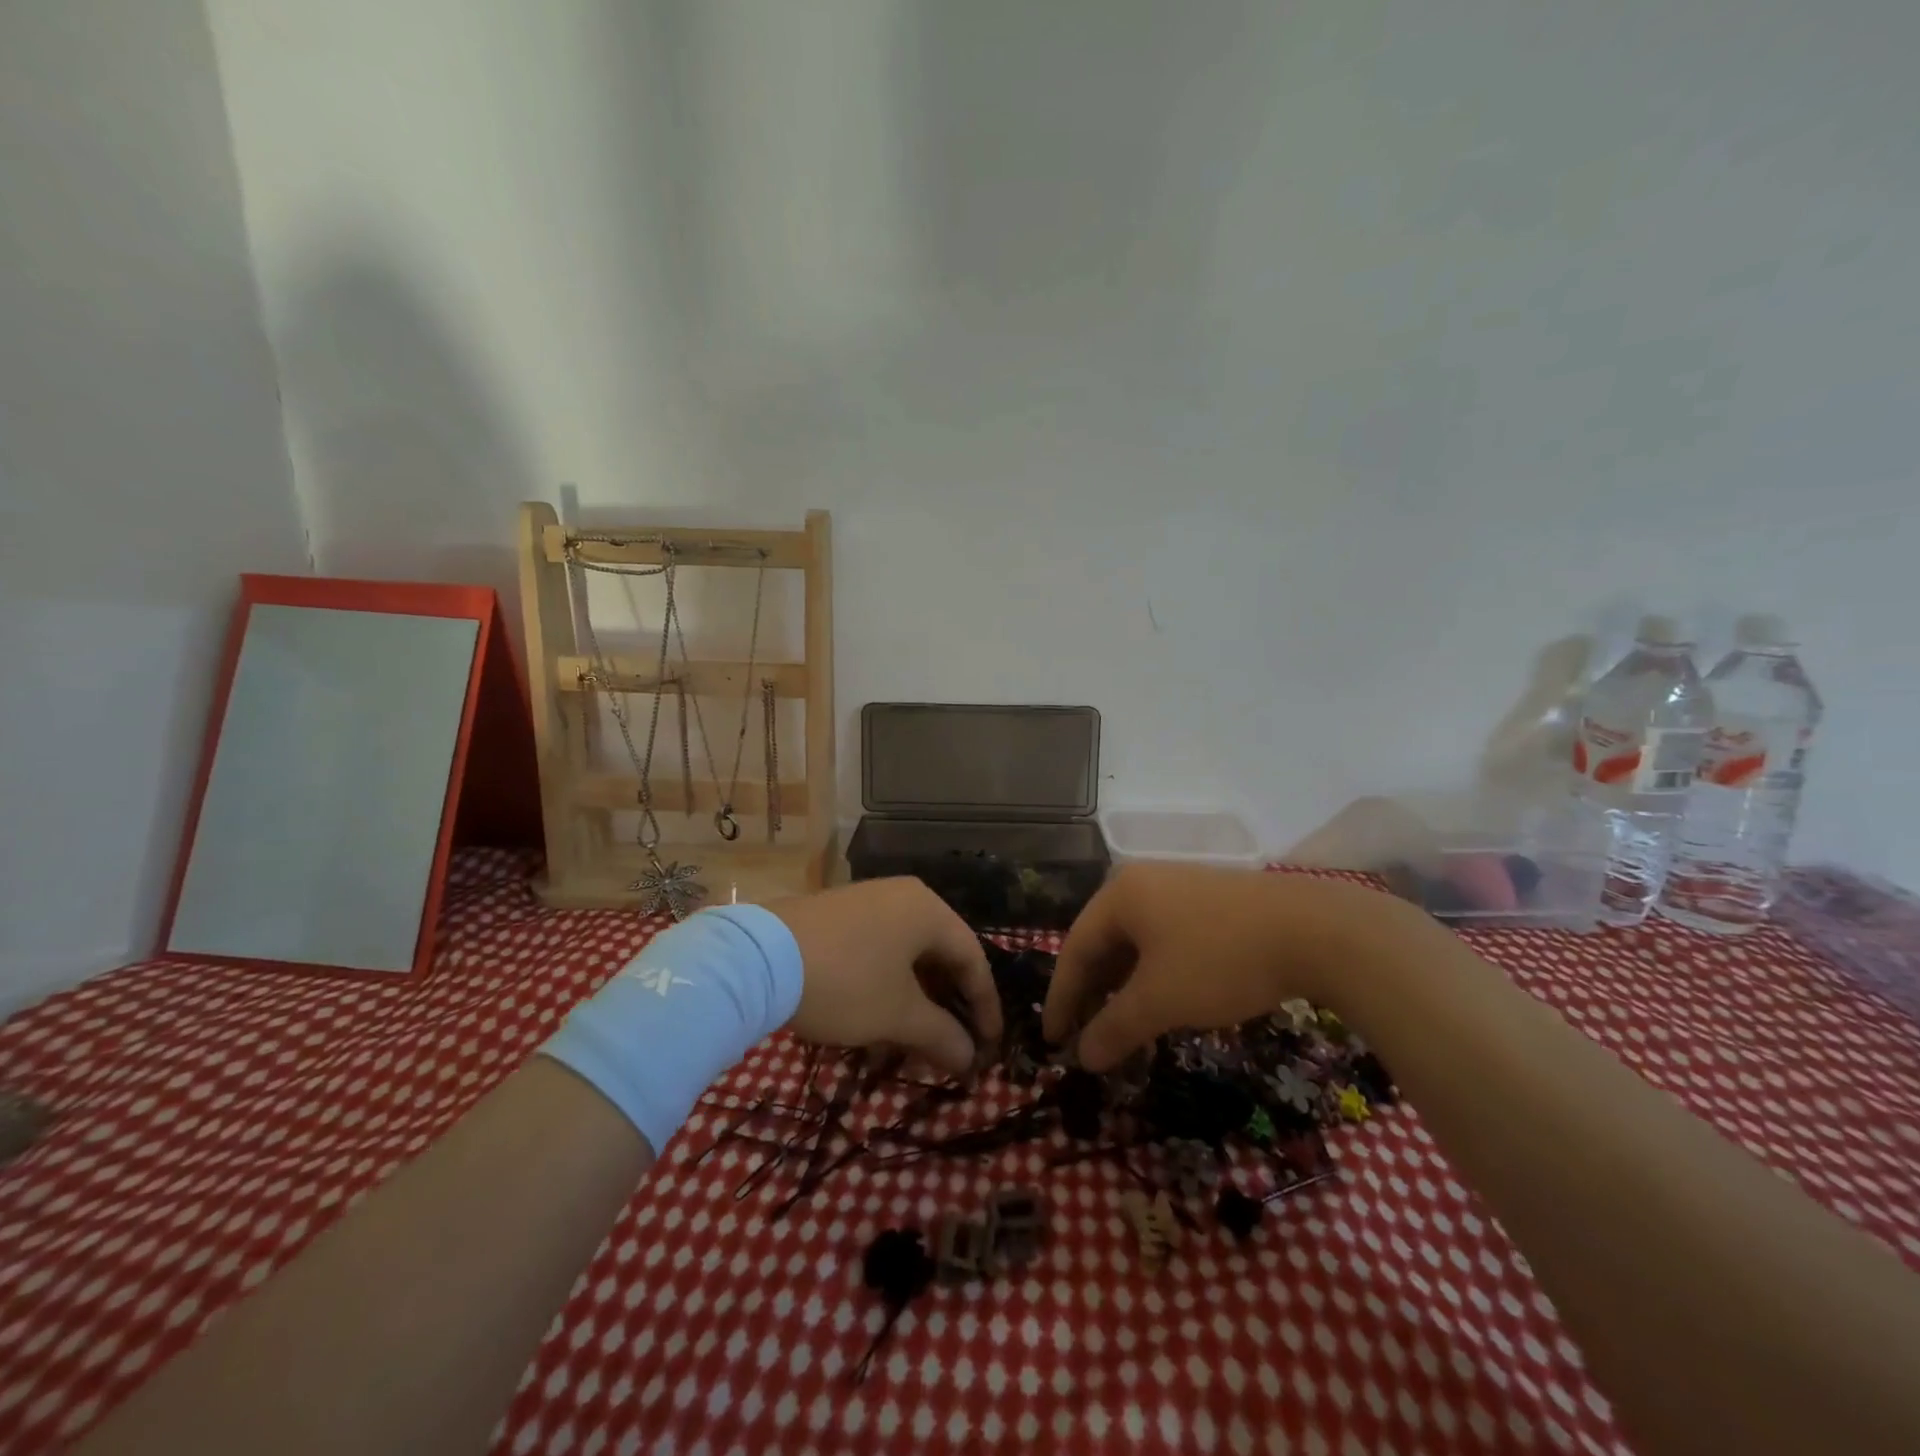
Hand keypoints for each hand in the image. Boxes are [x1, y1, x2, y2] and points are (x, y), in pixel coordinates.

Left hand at [768, 878, 1002, 1075]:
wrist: (759, 959)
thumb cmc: (847, 982)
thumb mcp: (899, 1015)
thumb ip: (942, 1036)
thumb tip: (971, 1060)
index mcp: (928, 910)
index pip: (973, 959)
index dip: (985, 1007)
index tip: (989, 1047)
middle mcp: (902, 897)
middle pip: (940, 956)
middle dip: (948, 1008)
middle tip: (952, 1048)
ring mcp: (867, 903)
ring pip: (906, 957)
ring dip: (916, 1003)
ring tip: (912, 1045)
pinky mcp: (837, 917)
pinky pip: (878, 952)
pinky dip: (886, 988)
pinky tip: (876, 1023)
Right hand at [1041, 864, 1411, 1070]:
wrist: (1315, 931)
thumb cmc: (1220, 960)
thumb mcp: (1160, 1001)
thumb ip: (1114, 1029)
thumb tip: (1082, 1058)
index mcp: (1119, 894)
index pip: (1074, 949)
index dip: (1061, 999)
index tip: (1052, 1042)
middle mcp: (1142, 882)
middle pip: (1103, 943)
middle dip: (1092, 994)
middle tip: (1084, 1038)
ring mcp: (1179, 888)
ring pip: (1136, 943)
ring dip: (1124, 988)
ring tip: (1123, 1028)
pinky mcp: (1210, 901)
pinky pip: (1164, 940)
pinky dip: (1154, 975)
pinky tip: (1163, 1002)